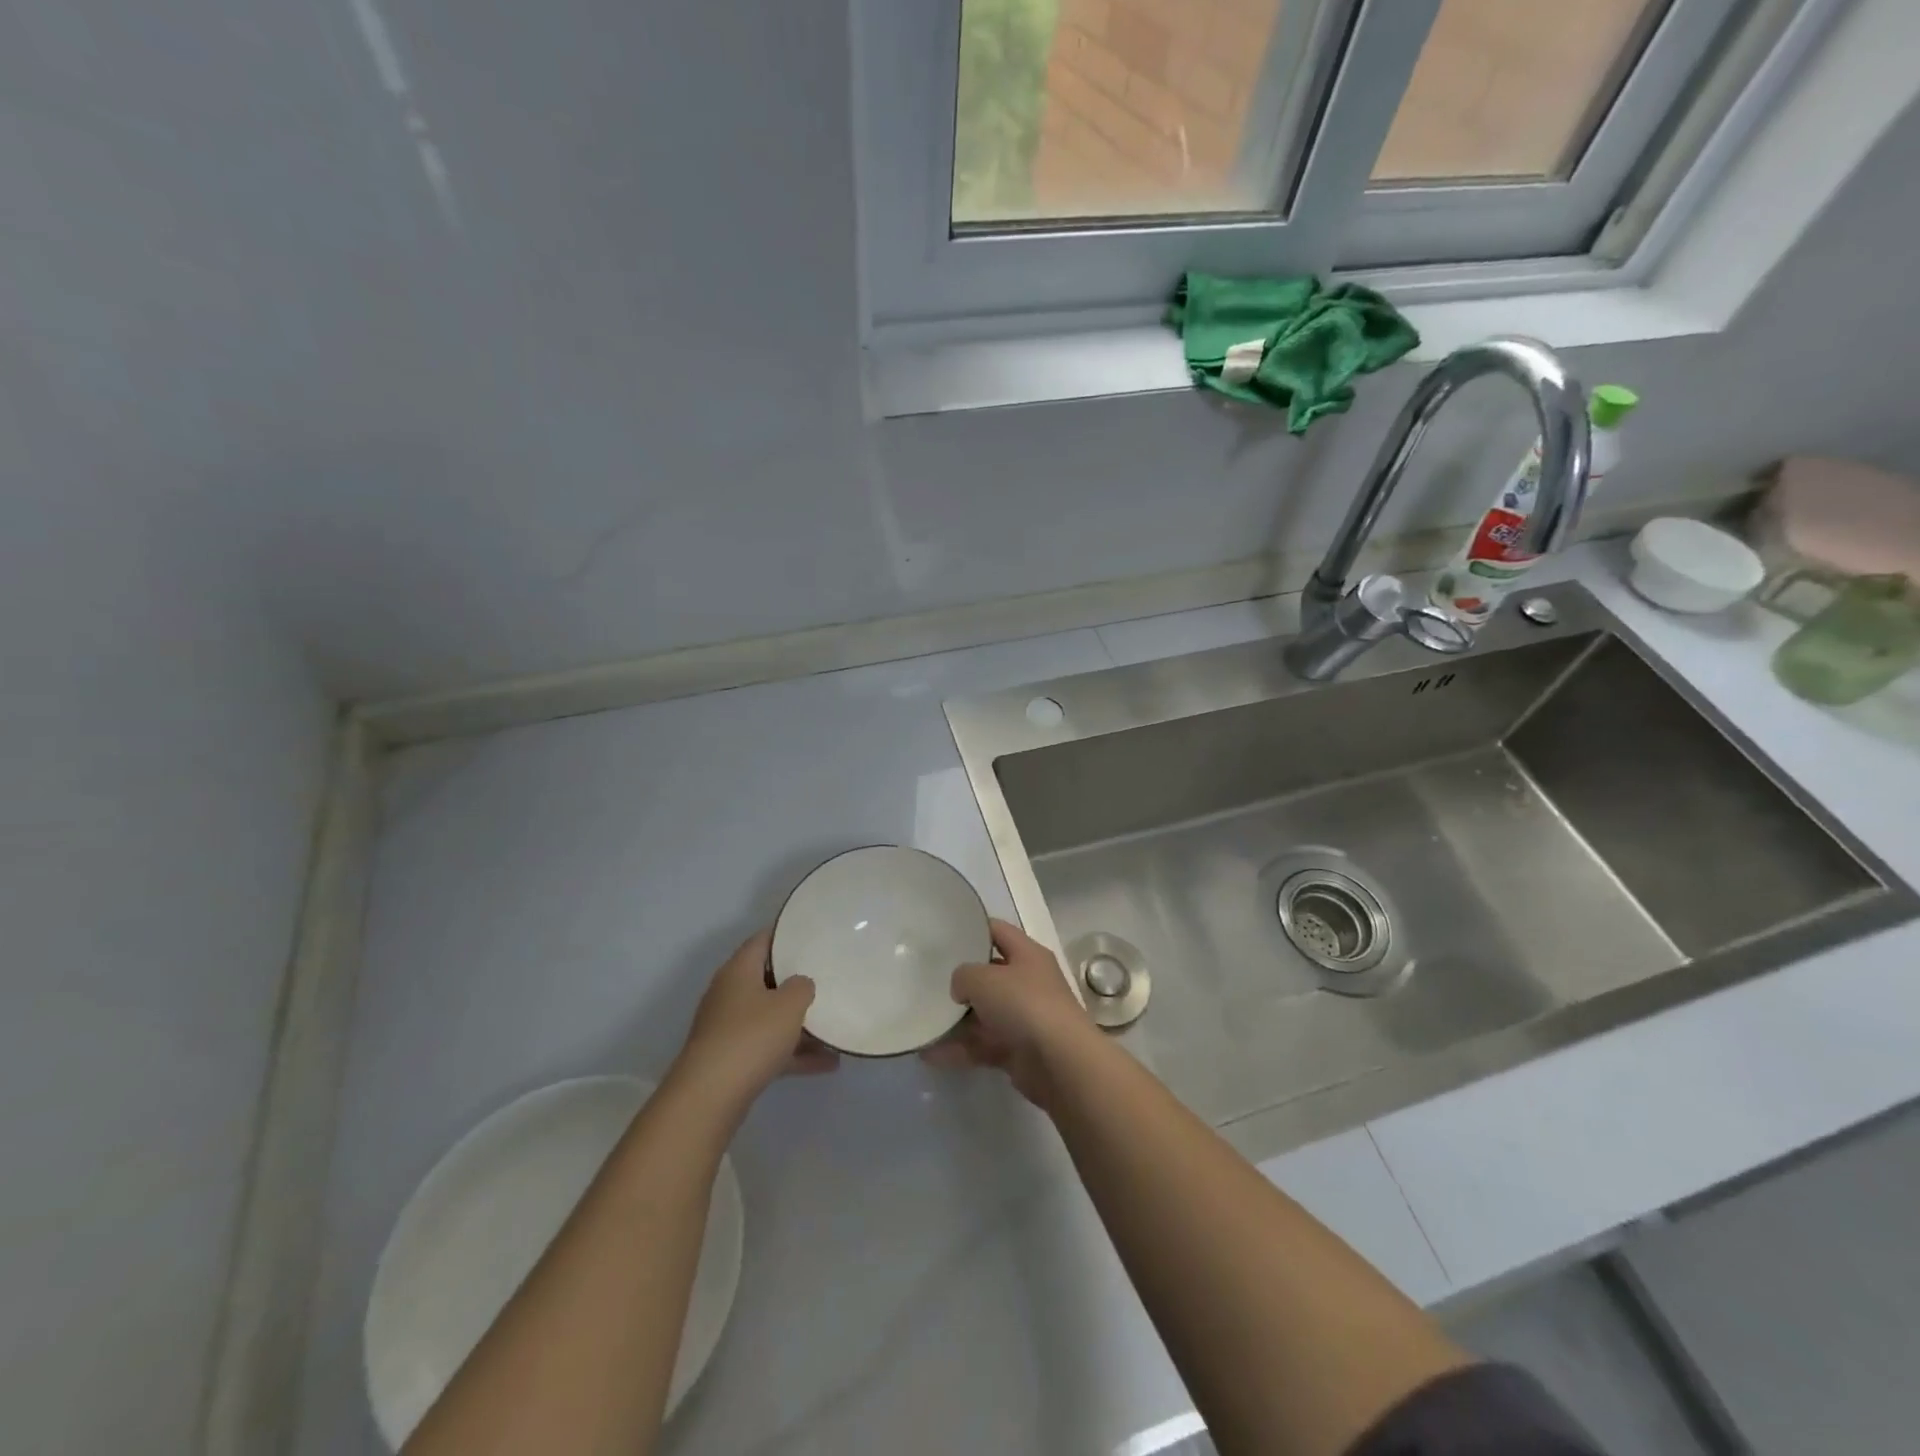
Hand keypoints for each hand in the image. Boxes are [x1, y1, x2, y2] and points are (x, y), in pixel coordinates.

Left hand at [674, 929, 837, 1107]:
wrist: (709, 1098)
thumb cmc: (751, 1037)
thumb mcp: (789, 1004)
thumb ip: (802, 987)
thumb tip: (800, 985)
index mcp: (738, 970)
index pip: (763, 940)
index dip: (787, 934)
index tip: (812, 934)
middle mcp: (729, 994)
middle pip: (767, 979)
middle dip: (796, 981)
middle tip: (827, 975)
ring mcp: (728, 1029)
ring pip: (769, 1017)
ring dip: (799, 1023)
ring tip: (833, 1026)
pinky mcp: (731, 1060)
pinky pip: (769, 1048)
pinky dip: (794, 1053)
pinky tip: (828, 1063)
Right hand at [924, 918, 1098, 1107]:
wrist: (1060, 1062)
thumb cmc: (1024, 1004)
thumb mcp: (984, 978)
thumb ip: (963, 975)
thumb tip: (961, 988)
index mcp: (1027, 954)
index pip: (997, 931)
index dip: (972, 929)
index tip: (943, 934)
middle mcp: (1028, 982)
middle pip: (990, 974)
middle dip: (961, 979)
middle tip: (928, 979)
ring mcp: (1024, 1017)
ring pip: (984, 1013)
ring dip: (956, 1020)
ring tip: (924, 1020)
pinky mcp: (1018, 1050)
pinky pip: (982, 1044)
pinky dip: (960, 1049)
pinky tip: (930, 1054)